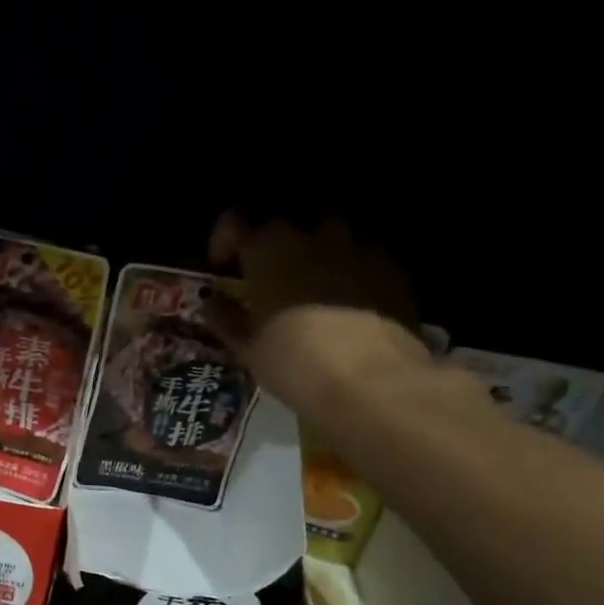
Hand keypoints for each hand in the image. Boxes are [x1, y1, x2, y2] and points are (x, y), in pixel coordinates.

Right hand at [207, 214, 428, 413]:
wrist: (373, 382)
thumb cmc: (295, 363)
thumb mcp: (249, 348)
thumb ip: (226, 319)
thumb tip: (211, 303)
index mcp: (268, 250)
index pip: (234, 222)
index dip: (224, 241)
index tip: (224, 266)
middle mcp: (313, 235)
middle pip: (284, 230)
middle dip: (273, 253)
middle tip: (270, 288)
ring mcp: (358, 246)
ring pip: (327, 241)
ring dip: (315, 260)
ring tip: (314, 296)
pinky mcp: (393, 267)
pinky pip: (362, 260)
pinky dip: (350, 275)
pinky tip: (350, 308)